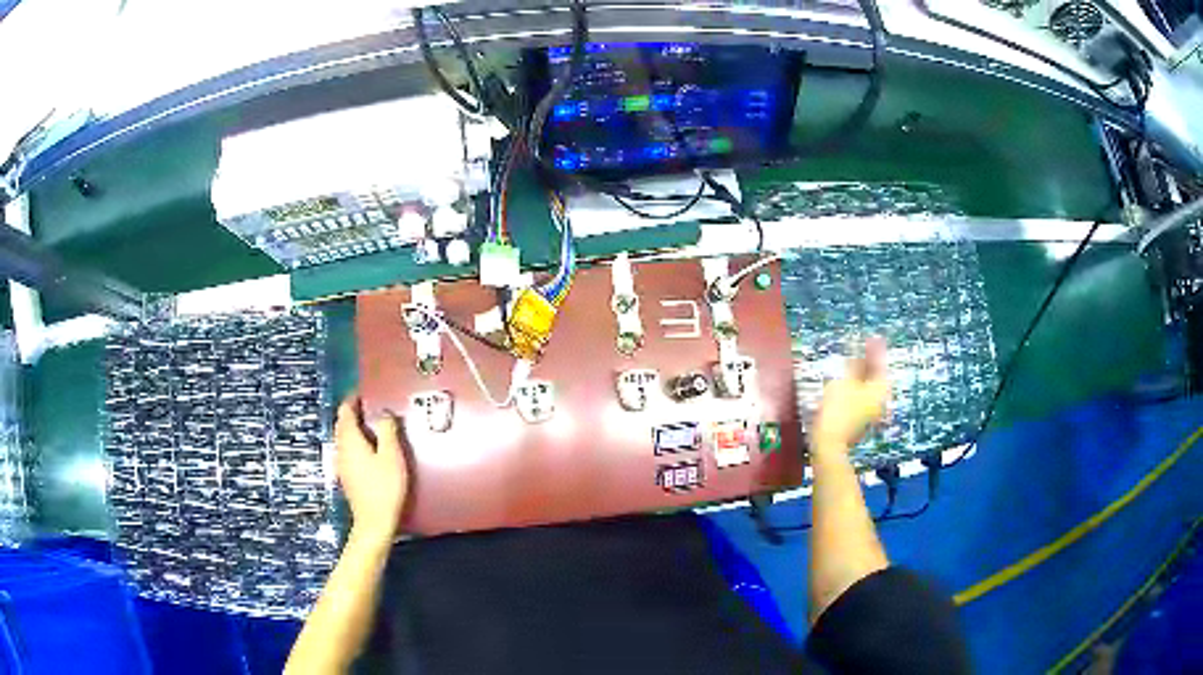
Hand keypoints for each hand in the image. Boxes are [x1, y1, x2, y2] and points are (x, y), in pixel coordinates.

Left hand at [335, 396, 409, 543]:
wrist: (374, 521)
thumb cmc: (384, 486)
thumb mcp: (392, 455)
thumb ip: (387, 430)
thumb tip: (384, 413)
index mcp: (350, 439)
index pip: (345, 411)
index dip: (353, 399)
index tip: (364, 392)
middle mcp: (341, 448)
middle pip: (342, 424)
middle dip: (353, 413)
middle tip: (371, 406)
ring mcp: (341, 463)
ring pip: (344, 438)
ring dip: (355, 428)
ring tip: (373, 425)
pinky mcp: (346, 475)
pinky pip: (348, 450)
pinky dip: (356, 442)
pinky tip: (370, 448)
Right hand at [811, 337, 890, 453]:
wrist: (828, 443)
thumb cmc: (838, 410)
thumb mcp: (845, 380)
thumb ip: (857, 362)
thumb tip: (866, 343)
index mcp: (881, 388)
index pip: (880, 363)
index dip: (874, 348)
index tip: (870, 336)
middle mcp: (880, 400)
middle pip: (875, 375)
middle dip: (866, 362)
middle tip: (857, 348)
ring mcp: (872, 411)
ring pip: (867, 386)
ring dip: (858, 374)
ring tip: (848, 364)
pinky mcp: (861, 418)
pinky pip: (861, 396)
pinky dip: (854, 387)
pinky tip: (843, 383)